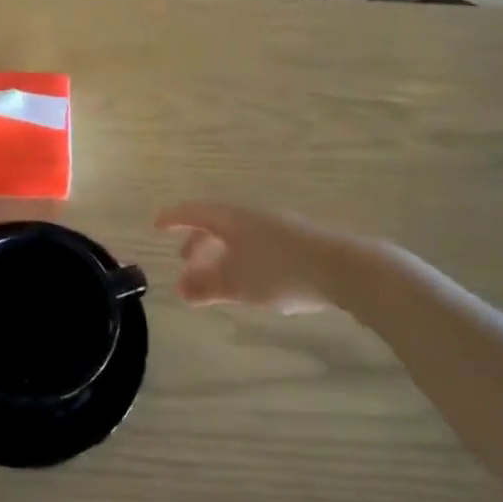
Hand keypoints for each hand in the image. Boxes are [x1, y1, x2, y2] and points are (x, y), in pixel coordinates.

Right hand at [155, 202, 344, 314]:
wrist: (345, 268)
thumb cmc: (281, 271)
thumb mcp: (237, 284)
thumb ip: (206, 287)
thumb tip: (179, 289)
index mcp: (232, 218)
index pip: (194, 212)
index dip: (174, 218)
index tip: (157, 225)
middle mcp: (252, 216)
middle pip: (217, 225)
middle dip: (199, 244)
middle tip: (187, 264)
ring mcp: (278, 226)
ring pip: (239, 236)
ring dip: (222, 254)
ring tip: (219, 278)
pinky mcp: (300, 241)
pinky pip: (259, 244)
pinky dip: (244, 258)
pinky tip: (253, 280)